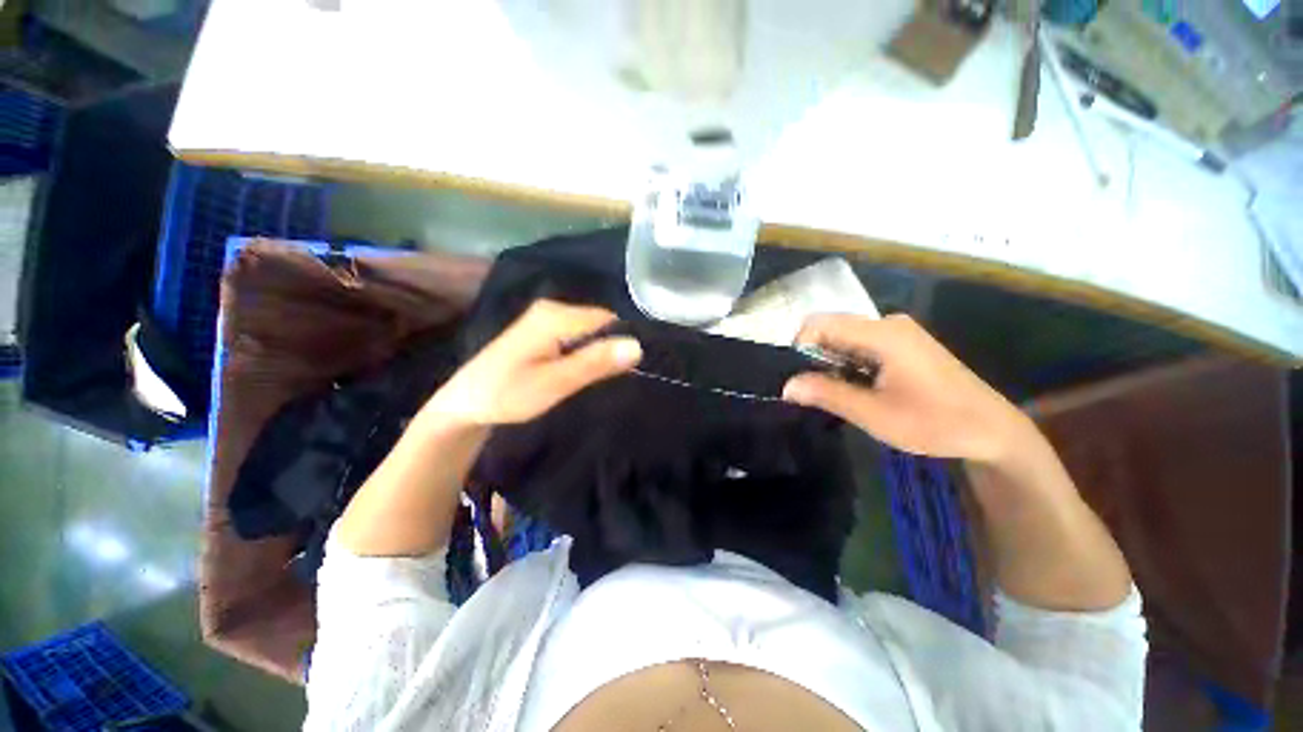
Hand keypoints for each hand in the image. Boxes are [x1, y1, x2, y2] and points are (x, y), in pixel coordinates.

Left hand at [425, 300, 641, 427]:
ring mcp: (546, 318)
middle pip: (600, 323)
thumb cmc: (507, 395)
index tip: (631, 369)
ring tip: (599, 377)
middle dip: (610, 347)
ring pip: (590, 330)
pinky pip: (577, 335)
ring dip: (598, 352)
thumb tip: (637, 346)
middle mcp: (553, 309)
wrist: (465, 403)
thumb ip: (595, 363)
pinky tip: (580, 370)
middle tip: (613, 378)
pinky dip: (585, 352)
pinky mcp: (543, 329)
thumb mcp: (555, 383)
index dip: (622, 341)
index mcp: (555, 316)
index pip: (608, 319)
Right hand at [783, 313, 1034, 464]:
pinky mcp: (902, 344)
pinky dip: (846, 364)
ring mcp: (897, 332)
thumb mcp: (874, 414)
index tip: (796, 379)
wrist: (992, 431)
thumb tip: (785, 386)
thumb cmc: (934, 422)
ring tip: (832, 393)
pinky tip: (854, 388)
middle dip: (813, 357)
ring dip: (830, 363)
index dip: (799, 347)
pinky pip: (859, 345)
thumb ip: (826, 394)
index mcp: (882, 333)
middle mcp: (887, 323)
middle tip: (812, 391)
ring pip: (844, 338)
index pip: (820, 323)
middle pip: (831, 328)